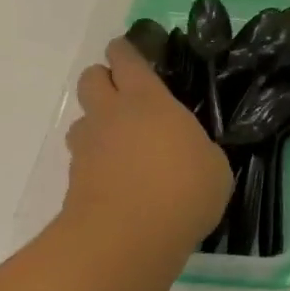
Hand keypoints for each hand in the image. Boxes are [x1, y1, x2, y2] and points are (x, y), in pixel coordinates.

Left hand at [63, 38, 232, 254]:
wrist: (127, 238)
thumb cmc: (183, 190)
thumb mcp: (214, 166)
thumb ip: (198, 148)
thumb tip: (190, 151)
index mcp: (148, 100)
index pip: (127, 60)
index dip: (126, 52)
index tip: (132, 53)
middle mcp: (112, 115)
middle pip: (92, 78)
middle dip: (105, 80)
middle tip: (126, 96)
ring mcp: (88, 147)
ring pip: (83, 119)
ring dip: (98, 123)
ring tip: (122, 143)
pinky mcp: (75, 179)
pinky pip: (83, 157)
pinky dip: (97, 160)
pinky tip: (120, 178)